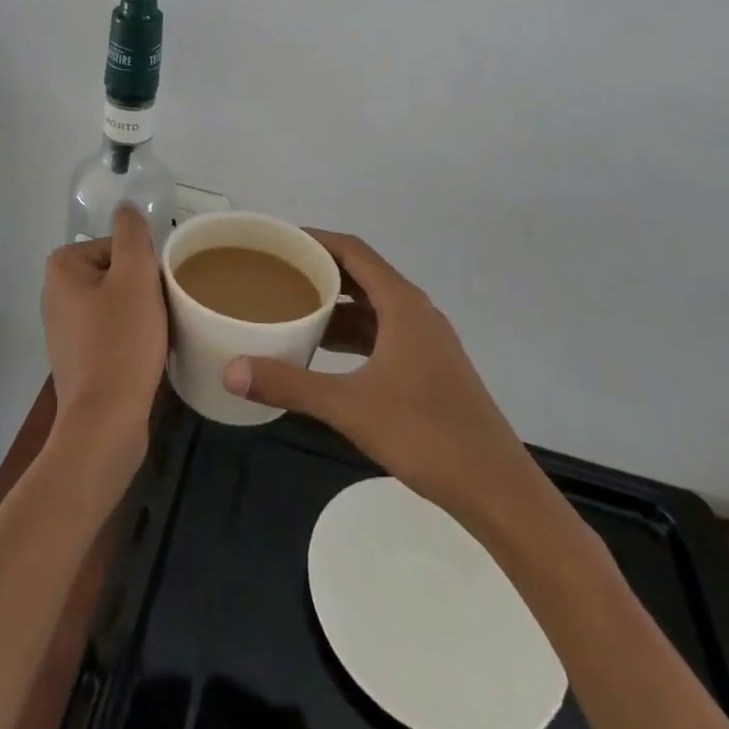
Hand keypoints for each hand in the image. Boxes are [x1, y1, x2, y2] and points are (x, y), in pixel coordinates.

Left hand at [41, 204, 166, 482]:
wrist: (105, 423)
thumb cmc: (121, 342)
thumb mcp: (135, 276)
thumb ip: (132, 233)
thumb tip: (126, 207)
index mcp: (62, 266)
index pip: (119, 247)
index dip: (144, 267)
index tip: (154, 294)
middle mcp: (54, 292)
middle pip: (117, 273)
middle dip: (142, 290)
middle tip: (157, 316)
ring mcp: (62, 327)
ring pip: (116, 303)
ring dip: (139, 315)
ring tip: (153, 338)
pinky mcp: (75, 357)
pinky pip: (110, 331)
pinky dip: (128, 338)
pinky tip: (142, 356)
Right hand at [222, 231, 553, 527]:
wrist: (497, 489)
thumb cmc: (426, 434)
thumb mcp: (350, 407)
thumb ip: (290, 385)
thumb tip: (231, 370)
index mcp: (402, 304)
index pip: (353, 250)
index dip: (315, 238)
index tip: (278, 239)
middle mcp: (416, 311)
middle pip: (361, 274)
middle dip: (319, 271)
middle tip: (275, 273)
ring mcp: (426, 340)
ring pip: (372, 307)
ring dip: (335, 305)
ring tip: (291, 308)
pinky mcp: (429, 366)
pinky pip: (382, 332)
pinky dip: (352, 333)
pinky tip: (325, 353)